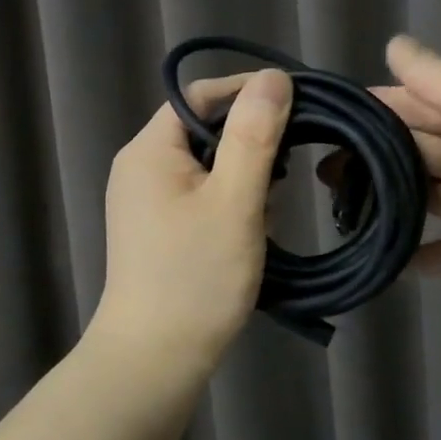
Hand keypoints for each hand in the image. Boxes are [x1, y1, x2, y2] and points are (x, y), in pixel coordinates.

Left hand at [91, 68, 292, 362]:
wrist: (153, 361)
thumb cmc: (196, 277)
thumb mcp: (234, 201)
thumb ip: (254, 136)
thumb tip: (274, 78)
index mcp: (150, 150)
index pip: (202, 95)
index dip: (249, 93)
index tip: (298, 105)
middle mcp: (142, 167)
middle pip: (206, 129)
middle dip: (251, 146)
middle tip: (286, 174)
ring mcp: (147, 200)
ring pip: (209, 165)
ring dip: (245, 179)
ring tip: (268, 214)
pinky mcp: (159, 229)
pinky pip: (202, 195)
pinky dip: (231, 203)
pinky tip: (251, 232)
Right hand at [328, 36, 440, 335]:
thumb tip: (394, 44)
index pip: (421, 104)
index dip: (379, 105)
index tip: (328, 111)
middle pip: (414, 150)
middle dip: (371, 153)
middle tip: (316, 163)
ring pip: (419, 197)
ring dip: (384, 199)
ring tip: (334, 204)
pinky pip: (434, 252)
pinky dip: (409, 253)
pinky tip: (374, 257)